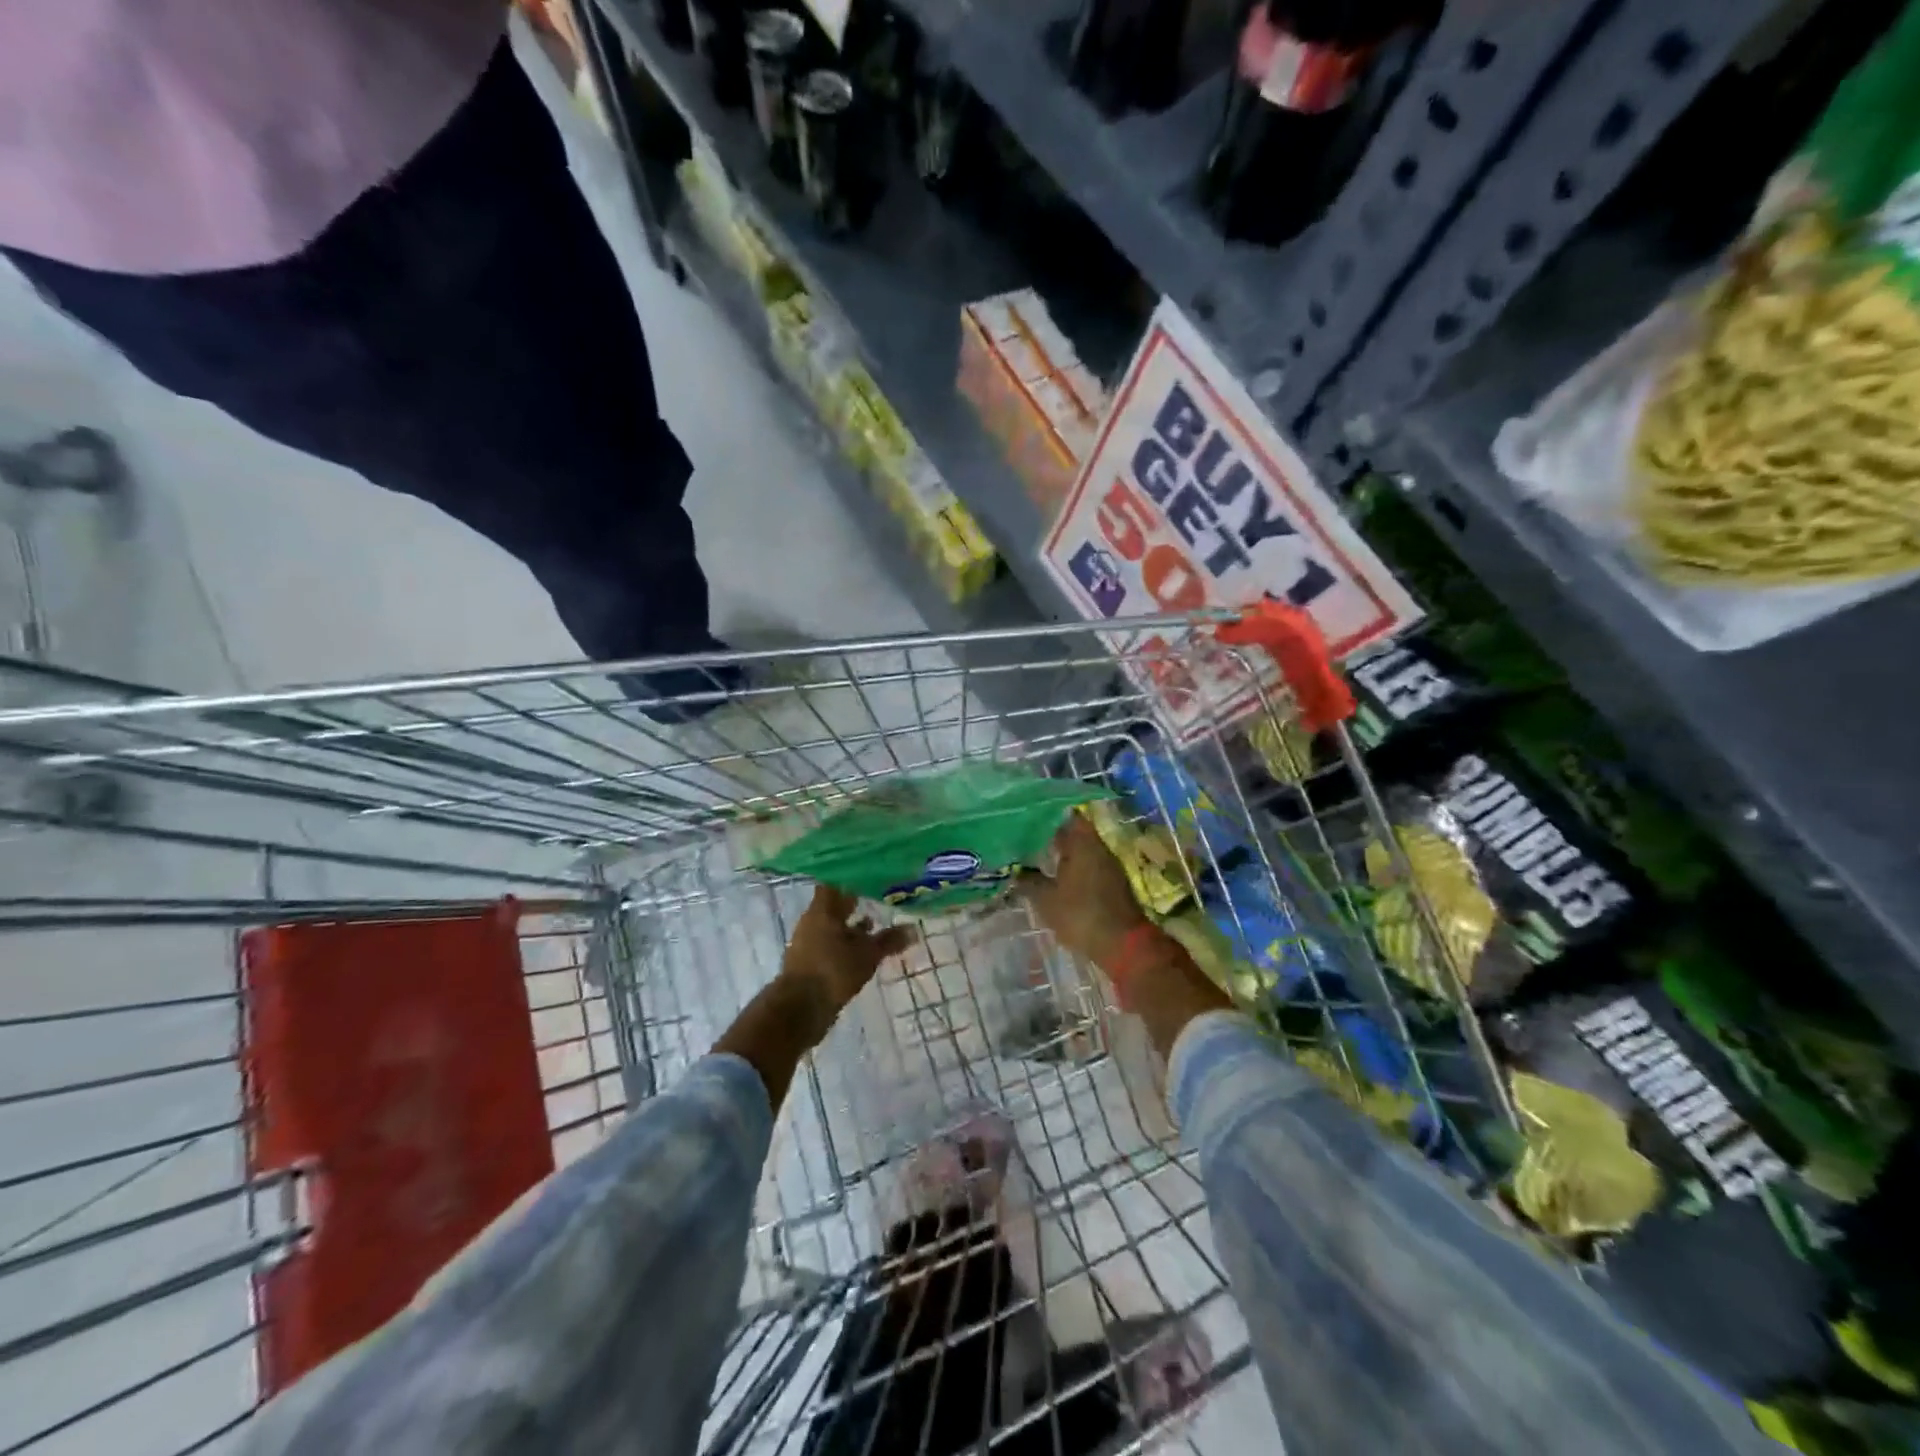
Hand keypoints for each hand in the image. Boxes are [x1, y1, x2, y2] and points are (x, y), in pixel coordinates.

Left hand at [780, 885, 912, 1030]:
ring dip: (851, 924)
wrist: (800, 1009)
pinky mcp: (810, 962)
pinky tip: (861, 950)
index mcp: (822, 910)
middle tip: (877, 894)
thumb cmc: (833, 970)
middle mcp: (812, 921)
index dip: (851, 876)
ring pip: (833, 926)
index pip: (835, 882)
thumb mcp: (867, 954)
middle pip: (834, 905)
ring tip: (874, 922)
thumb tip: (913, 929)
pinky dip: (845, 943)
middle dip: (854, 901)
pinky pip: (831, 944)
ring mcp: (808, 942)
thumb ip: (889, 940)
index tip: (870, 873)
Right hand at [1020, 814, 1150, 967]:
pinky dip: (1073, 868)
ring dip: (1062, 852)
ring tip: (1036, 857)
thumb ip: (1029, 881)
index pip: (1065, 815)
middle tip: (1025, 837)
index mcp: (1083, 843)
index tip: (1027, 816)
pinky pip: (1089, 866)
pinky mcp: (1113, 884)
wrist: (1123, 945)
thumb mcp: (1046, 900)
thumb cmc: (1081, 915)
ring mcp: (1109, 866)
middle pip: (1074, 832)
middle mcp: (1098, 848)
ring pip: (1082, 850)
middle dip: (1051, 834)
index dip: (1046, 813)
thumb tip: (1015, 871)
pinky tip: (1056, 877)